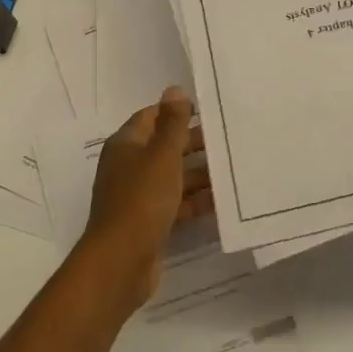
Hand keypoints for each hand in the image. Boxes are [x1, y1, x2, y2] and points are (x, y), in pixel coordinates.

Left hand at [80, 87, 212, 312]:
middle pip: (164, 147)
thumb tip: (174, 89)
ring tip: (231, 170)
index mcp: (126, 144)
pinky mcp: (147, 222)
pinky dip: (194, 201)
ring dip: (198, 174)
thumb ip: (172, 124)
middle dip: (193, 144)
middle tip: (227, 141)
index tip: (209, 112)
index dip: (177, 112)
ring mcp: (137, 196)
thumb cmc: (141, 200)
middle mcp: (129, 166)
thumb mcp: (162, 156)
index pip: (152, 116)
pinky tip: (220, 202)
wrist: (120, 262)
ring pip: (171, 177)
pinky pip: (174, 204)